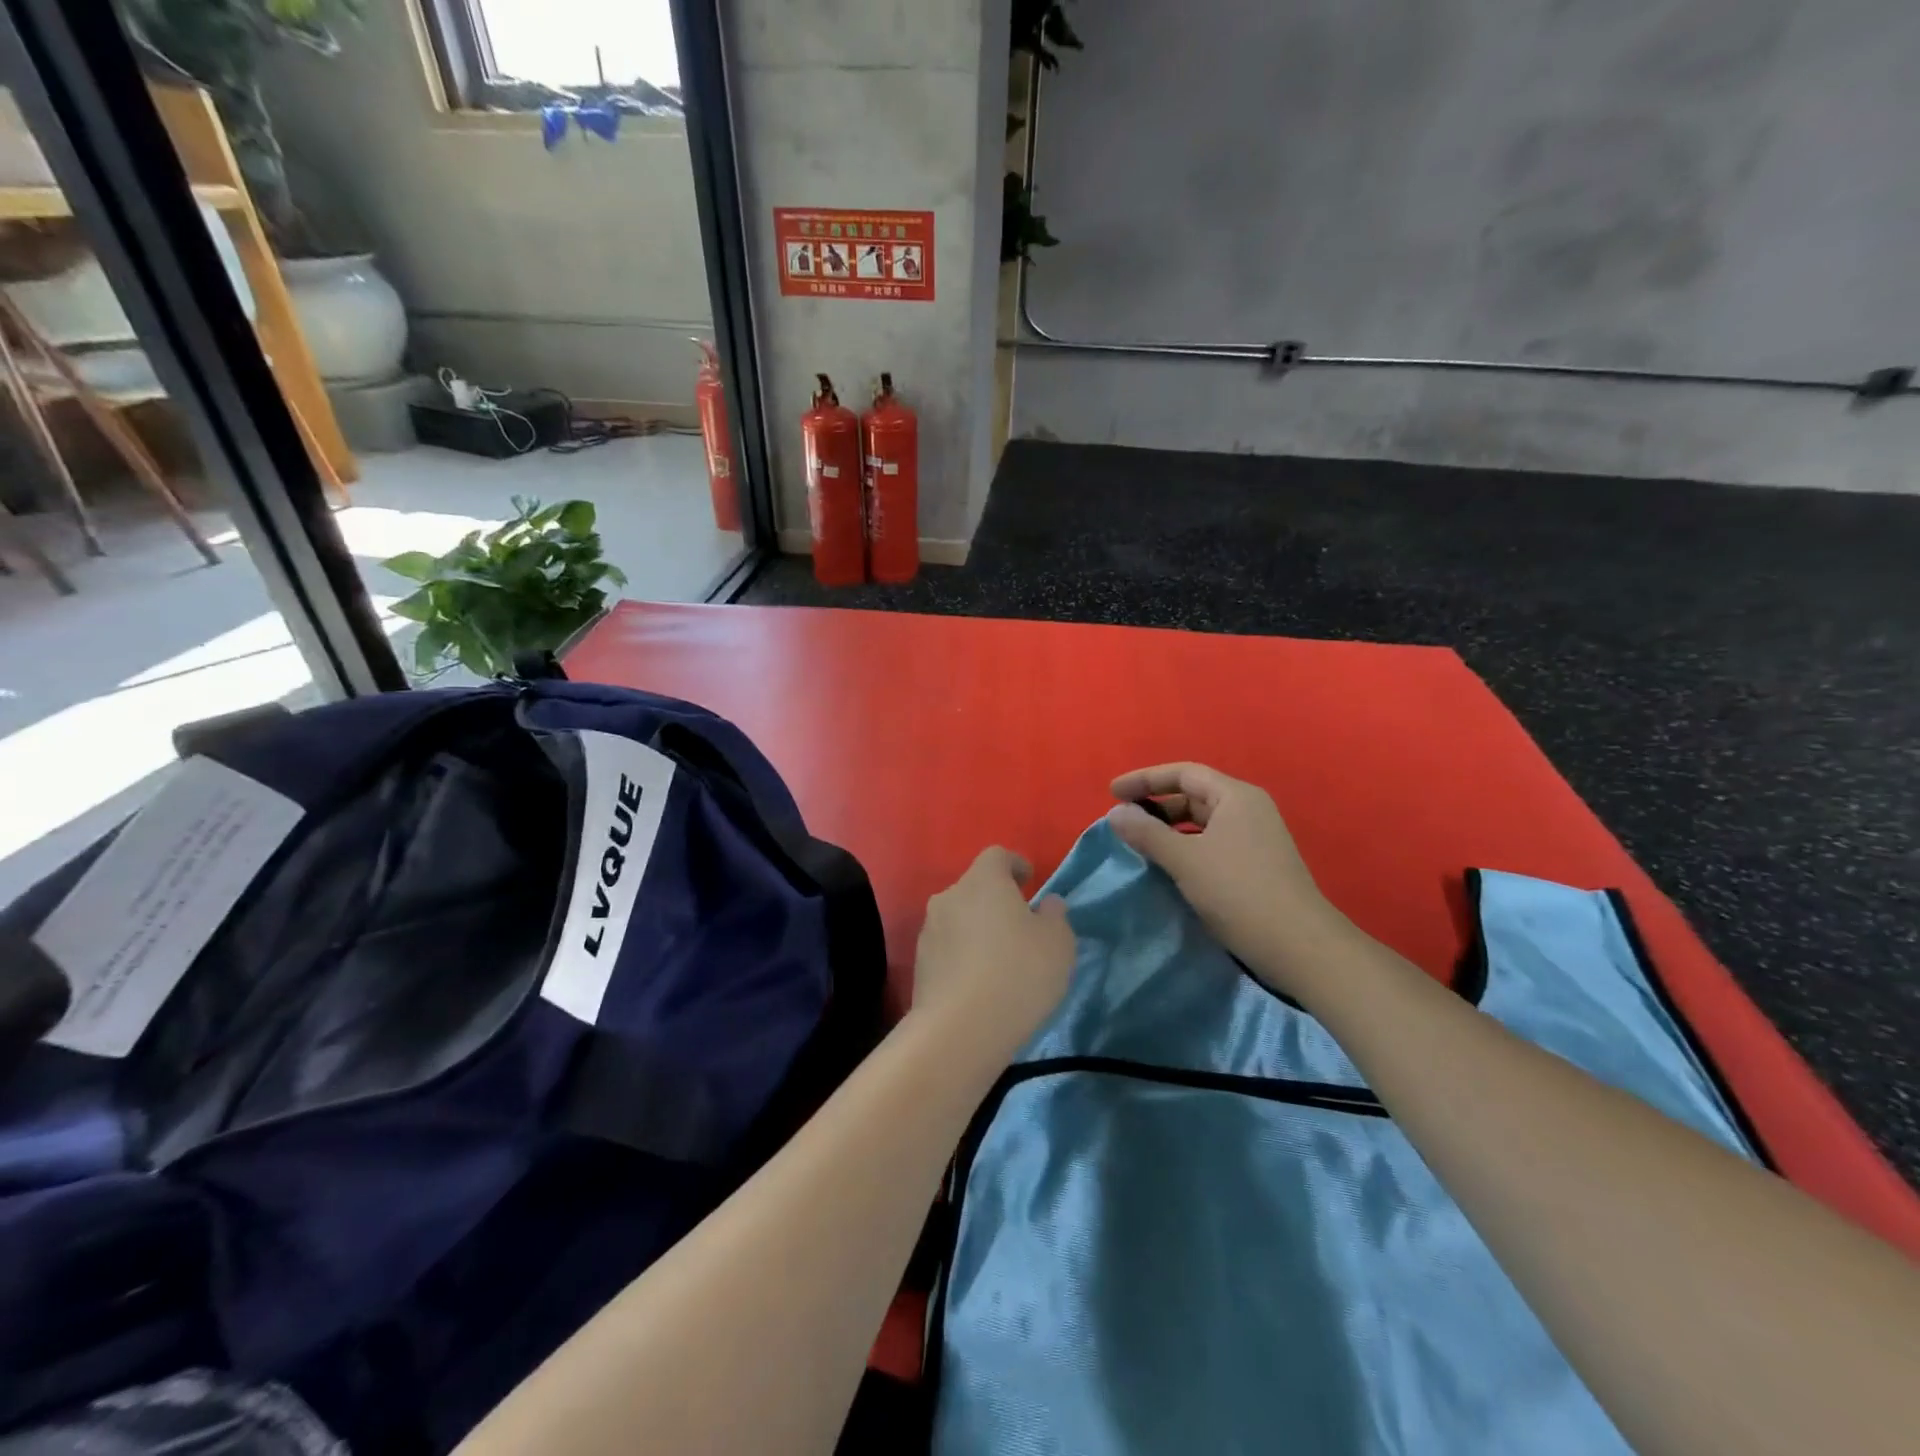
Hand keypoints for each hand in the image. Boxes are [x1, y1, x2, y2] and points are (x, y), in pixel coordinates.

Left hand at [911, 847, 1076, 1060]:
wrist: (960, 1029)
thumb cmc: (1018, 973)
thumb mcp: (1058, 942)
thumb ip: (1055, 915)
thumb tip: (1046, 903)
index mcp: (983, 880)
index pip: (997, 856)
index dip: (1015, 864)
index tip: (1030, 881)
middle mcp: (949, 896)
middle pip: (975, 887)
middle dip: (996, 900)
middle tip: (1019, 925)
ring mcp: (929, 930)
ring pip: (959, 918)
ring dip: (977, 929)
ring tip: (999, 958)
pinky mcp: (919, 964)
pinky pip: (948, 948)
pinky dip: (963, 955)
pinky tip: (980, 982)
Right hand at [1108, 763, 1348, 1000]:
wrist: (1299, 947)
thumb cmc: (1239, 893)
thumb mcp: (1185, 860)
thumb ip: (1147, 833)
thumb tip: (1115, 813)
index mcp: (1235, 797)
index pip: (1183, 773)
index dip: (1145, 779)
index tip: (1111, 792)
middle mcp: (1248, 810)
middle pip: (1193, 795)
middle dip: (1156, 806)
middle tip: (1123, 822)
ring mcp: (1255, 839)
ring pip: (1202, 823)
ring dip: (1168, 830)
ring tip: (1138, 844)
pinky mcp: (1255, 865)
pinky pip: (1211, 844)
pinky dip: (1184, 848)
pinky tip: (1167, 867)